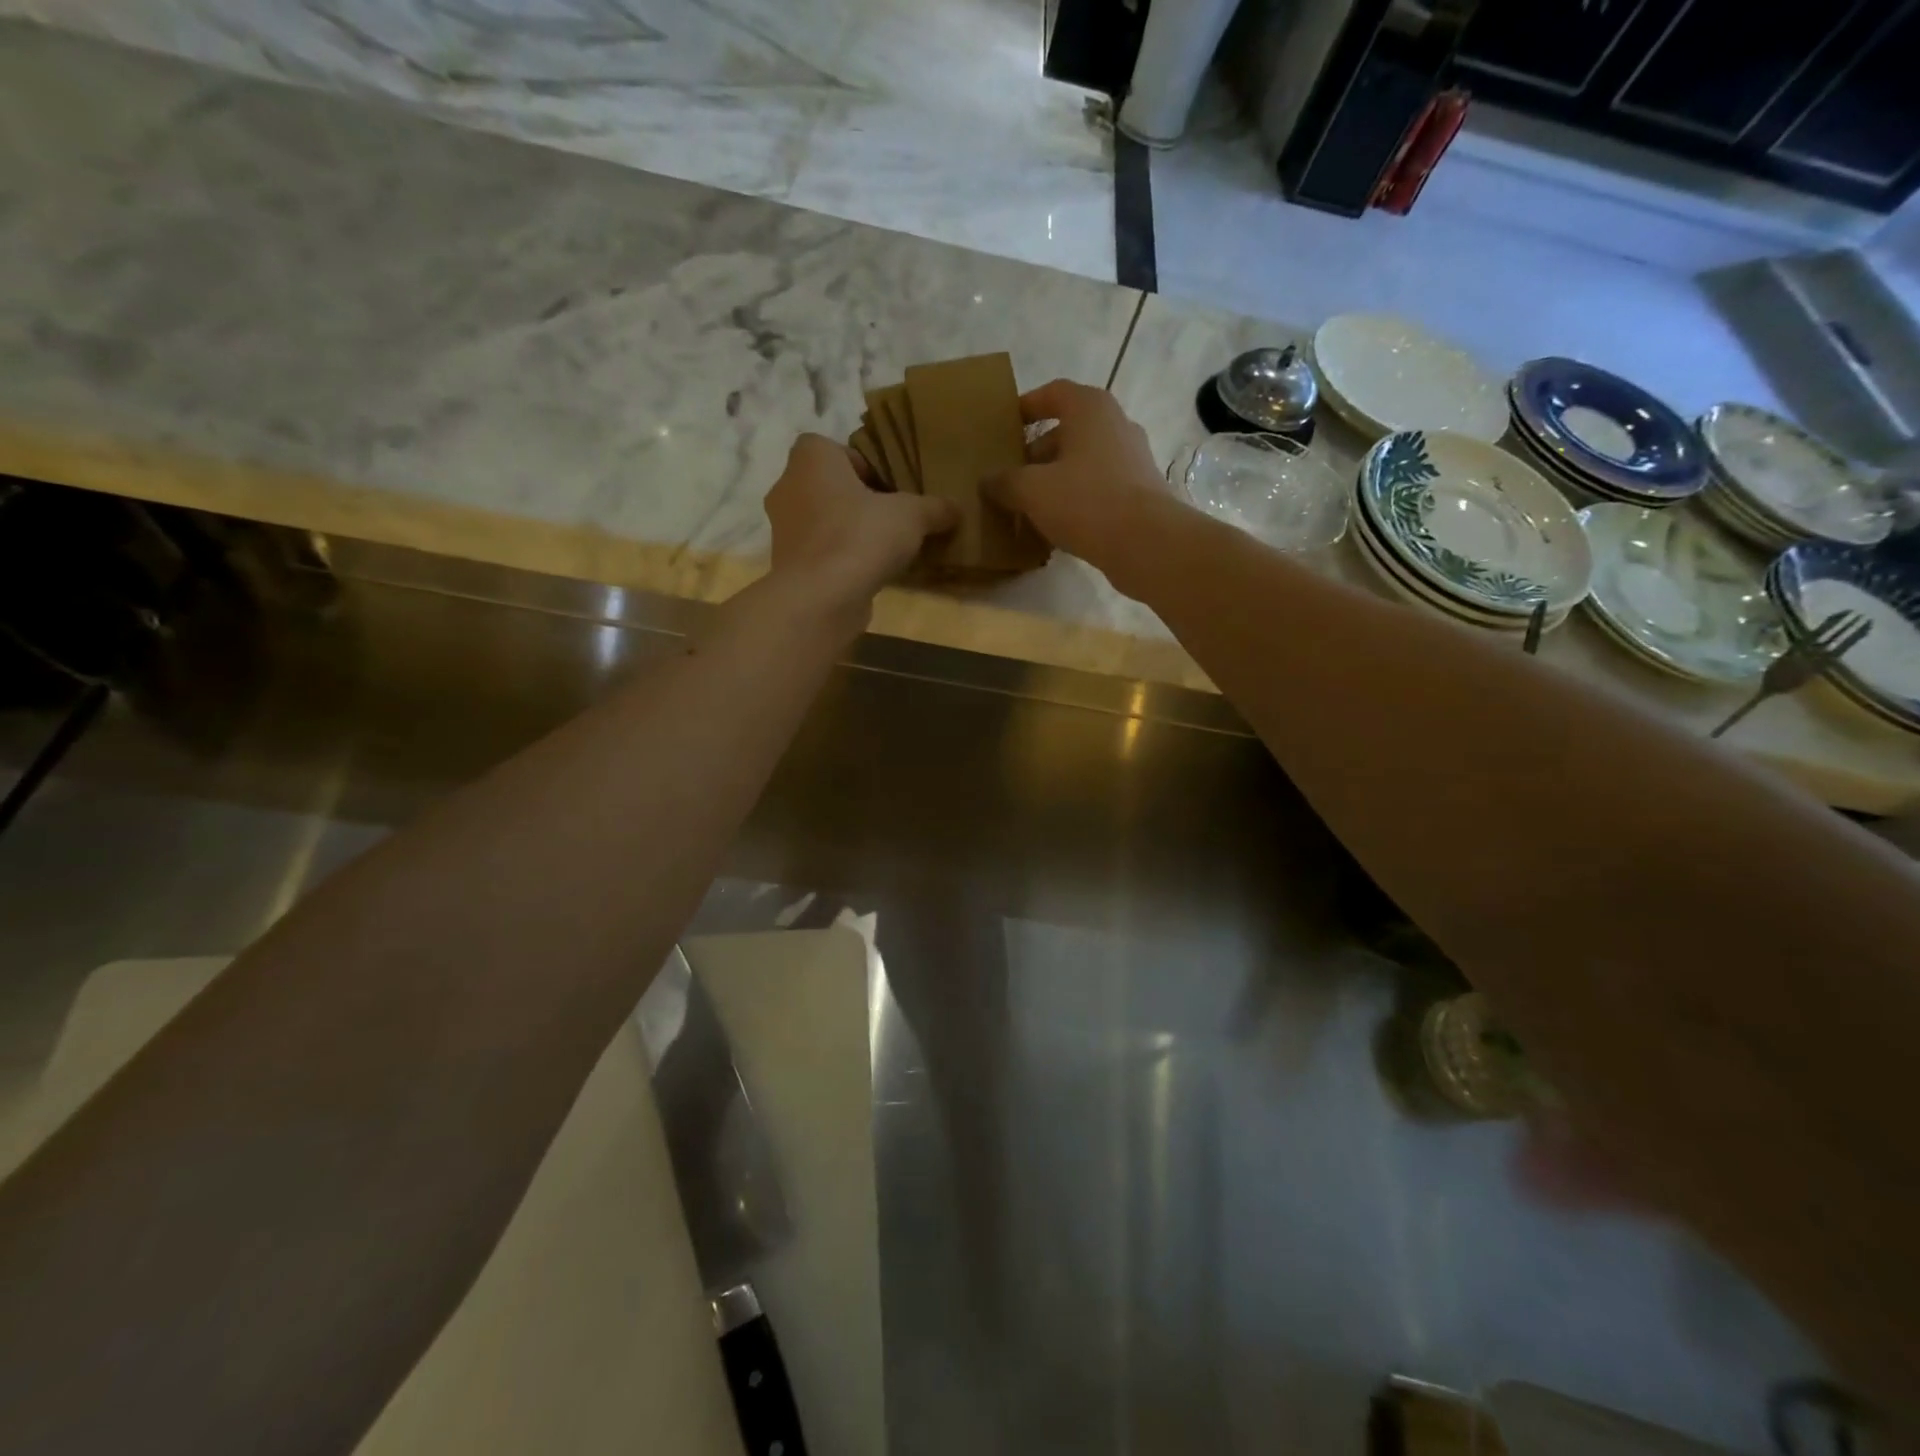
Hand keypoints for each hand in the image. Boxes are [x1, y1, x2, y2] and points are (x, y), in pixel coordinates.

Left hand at [764, 433, 958, 607]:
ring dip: (849, 532)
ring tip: (884, 549)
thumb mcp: (912, 516)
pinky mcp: (788, 565)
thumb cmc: (860, 537)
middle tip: (892, 518)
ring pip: (823, 521)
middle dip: (859, 501)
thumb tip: (956, 509)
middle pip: (829, 487)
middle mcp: (788, 487)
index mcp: (811, 458)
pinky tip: (867, 574)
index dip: (863, 466)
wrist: (819, 598)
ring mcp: (783, 529)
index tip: (889, 489)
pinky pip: (820, 552)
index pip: (834, 449)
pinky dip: (840, 559)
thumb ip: (934, 508)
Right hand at [983, 379, 1163, 563]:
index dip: (1025, 407)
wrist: (1146, 543)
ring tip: (1029, 505)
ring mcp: (1132, 458)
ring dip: (1055, 479)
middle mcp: (1116, 424)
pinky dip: (1076, 499)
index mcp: (1090, 408)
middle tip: (1010, 477)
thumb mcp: (1031, 490)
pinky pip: (1098, 487)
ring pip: (1083, 462)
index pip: (1052, 393)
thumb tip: (988, 481)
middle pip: (1067, 430)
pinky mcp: (1140, 491)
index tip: (1004, 428)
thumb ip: (1004, 482)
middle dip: (1036, 453)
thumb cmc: (1086, 501)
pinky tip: (1057, 525)